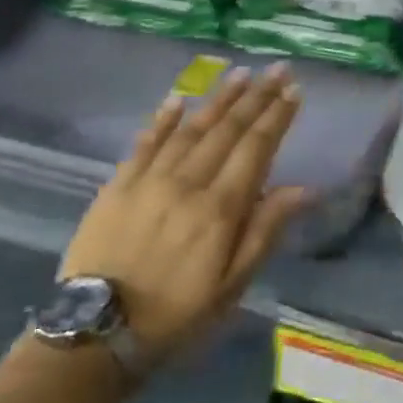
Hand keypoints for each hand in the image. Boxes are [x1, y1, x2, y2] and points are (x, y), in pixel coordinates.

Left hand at [60, 65, 308, 365]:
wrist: (97, 333)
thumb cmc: (178, 313)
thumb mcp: (233, 284)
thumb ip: (265, 231)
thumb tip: (305, 189)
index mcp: (221, 208)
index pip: (256, 148)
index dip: (277, 116)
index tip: (295, 91)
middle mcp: (188, 183)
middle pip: (228, 129)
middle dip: (256, 96)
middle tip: (278, 69)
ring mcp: (149, 180)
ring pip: (191, 128)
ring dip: (218, 98)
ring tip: (241, 74)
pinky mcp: (117, 185)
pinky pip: (145, 142)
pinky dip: (163, 119)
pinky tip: (179, 99)